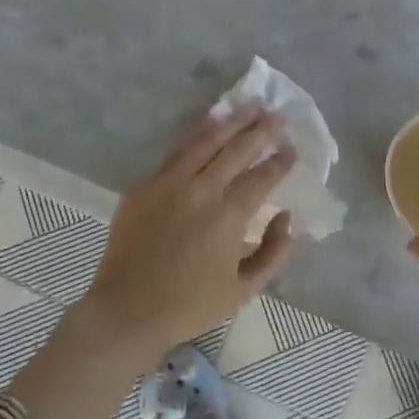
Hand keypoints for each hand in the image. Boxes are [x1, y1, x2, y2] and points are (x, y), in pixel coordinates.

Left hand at [81, 105, 297, 364]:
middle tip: (278, 117)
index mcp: (227, 217)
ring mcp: (168, 184)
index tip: (292, 148)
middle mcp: (200, 191)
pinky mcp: (144, 186)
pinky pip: (176, 152)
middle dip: (261, 130)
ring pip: (205, 141)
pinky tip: (209, 124)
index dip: (281, 161)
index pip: (262, 177)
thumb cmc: (189, 306)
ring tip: (249, 107)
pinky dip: (196, 134)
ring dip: (231, 122)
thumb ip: (273, 253)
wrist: (126, 312)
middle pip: (237, 150)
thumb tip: (287, 217)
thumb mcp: (243, 291)